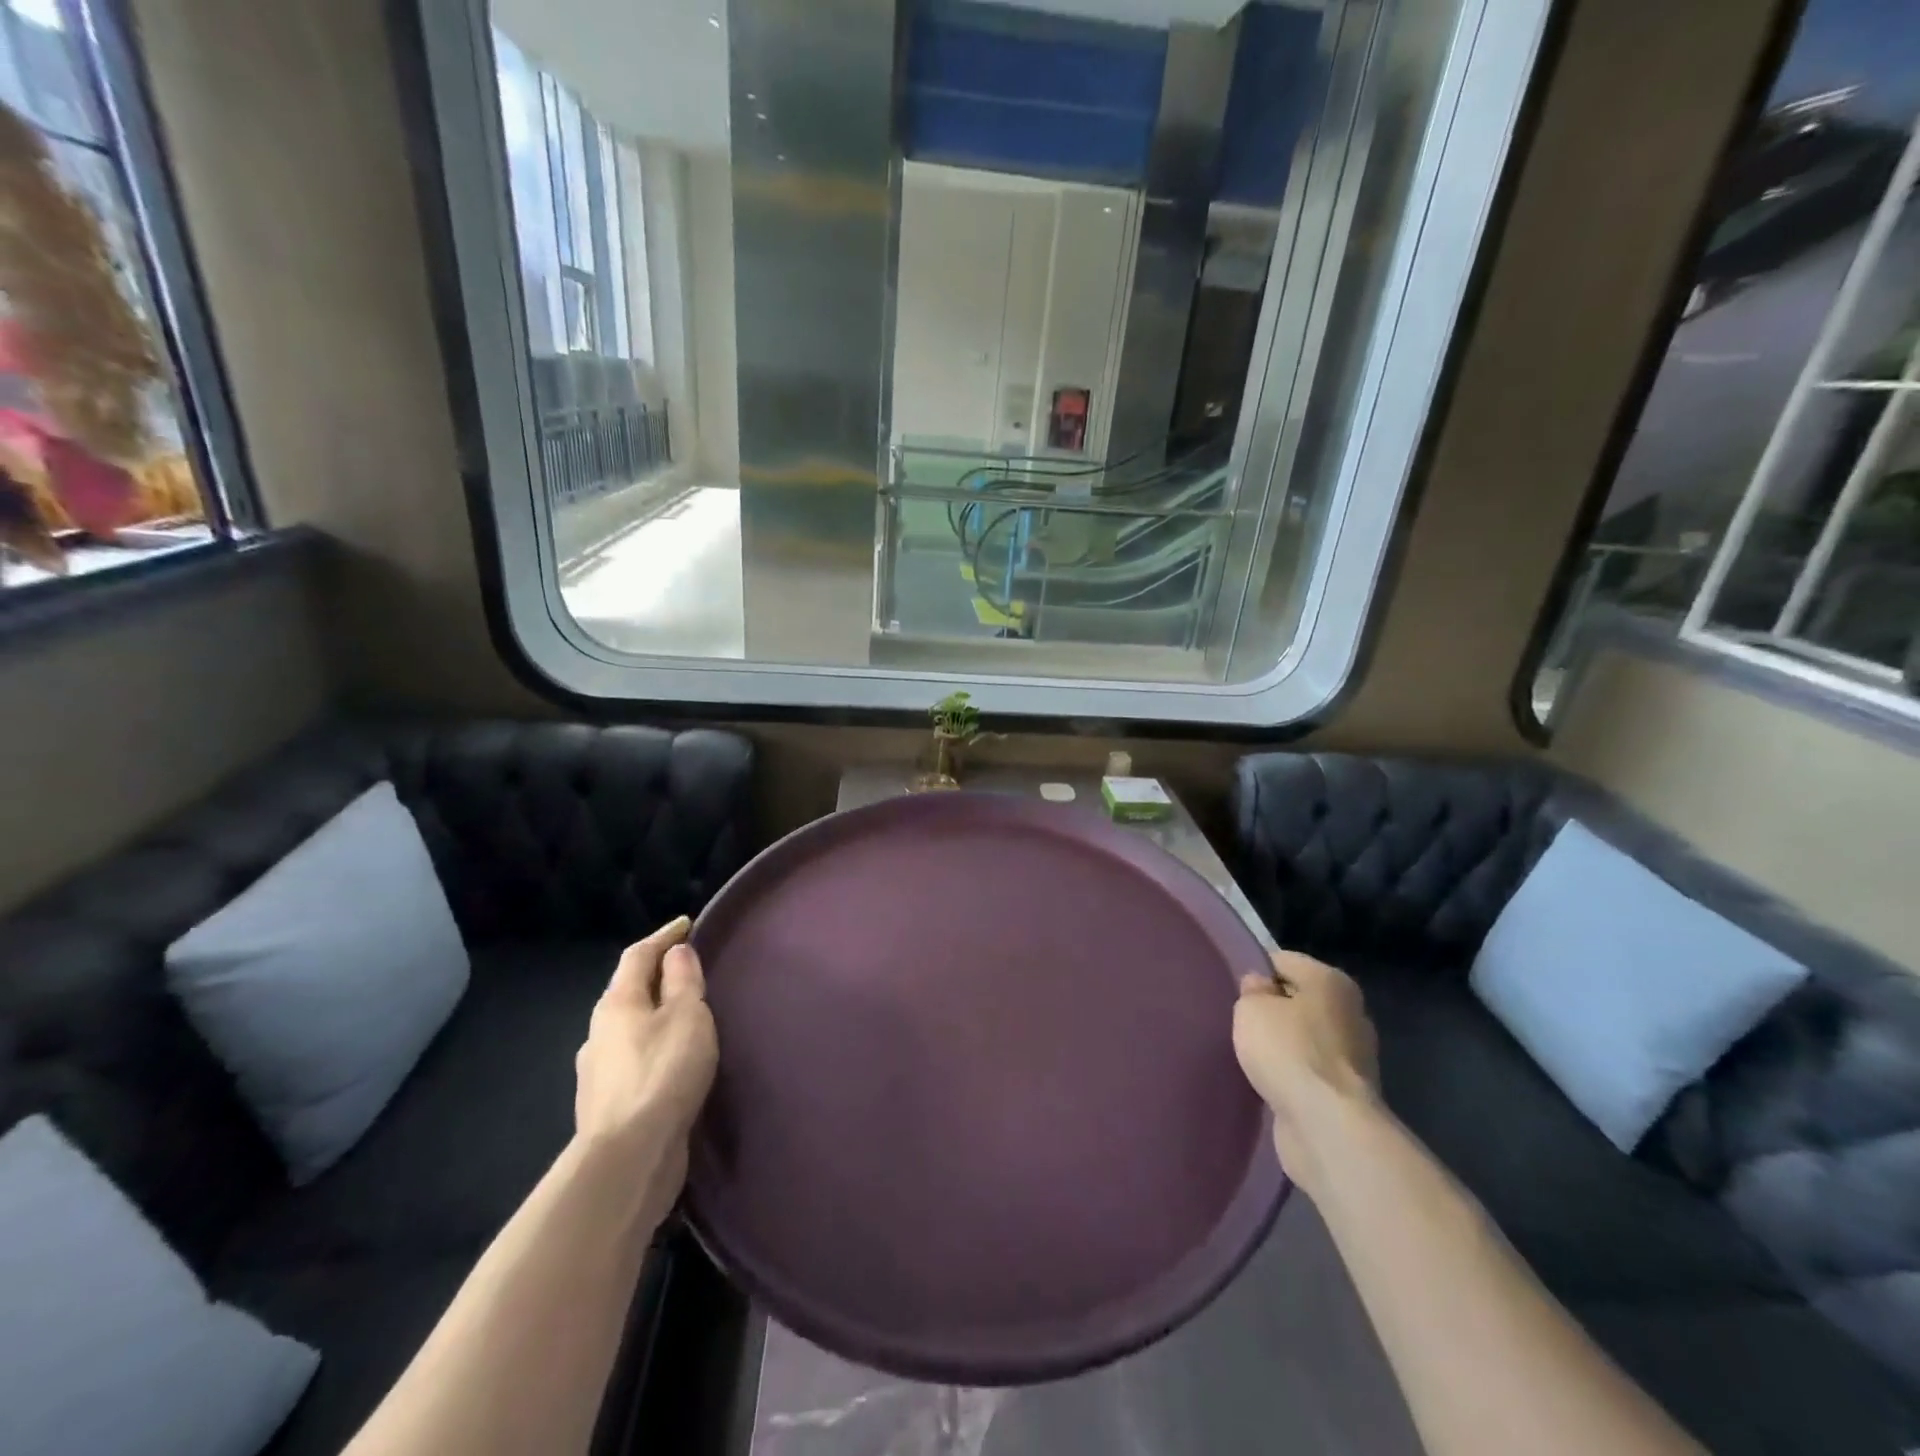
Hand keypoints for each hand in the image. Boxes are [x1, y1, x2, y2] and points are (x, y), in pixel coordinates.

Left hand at [573, 917, 718, 1222]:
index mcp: (617, 1003)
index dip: (663, 936)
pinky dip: (653, 1048)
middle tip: (689, 970)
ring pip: (630, 1029)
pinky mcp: (609, 1104)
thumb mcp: (687, 1016)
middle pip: (629, 991)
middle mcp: (599, 1032)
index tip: (686, 924)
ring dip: (654, 1016)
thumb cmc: (663, 1073)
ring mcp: (599, 1072)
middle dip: (657, 977)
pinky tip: (671, 1062)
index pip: (638, 955)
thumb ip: (684, 981)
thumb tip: (676, 953)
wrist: (629, 1158)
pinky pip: (634, 1060)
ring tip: (686, 1018)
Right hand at [1233, 951, 1379, 1187]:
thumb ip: (1252, 990)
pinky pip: (1311, 1071)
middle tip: (1241, 1024)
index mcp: (1332, 981)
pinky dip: (1293, 1076)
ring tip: (1253, 1056)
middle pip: (1299, 1000)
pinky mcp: (1349, 1092)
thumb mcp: (1252, 1007)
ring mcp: (1356, 1056)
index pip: (1283, 961)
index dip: (1255, 972)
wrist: (1327, 1125)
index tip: (1234, 993)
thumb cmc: (1288, 1051)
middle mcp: (1351, 1012)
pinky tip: (1271, 1082)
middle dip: (1272, 1010)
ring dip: (1283, 1046)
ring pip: (1305, 1038)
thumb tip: (1260, 988)